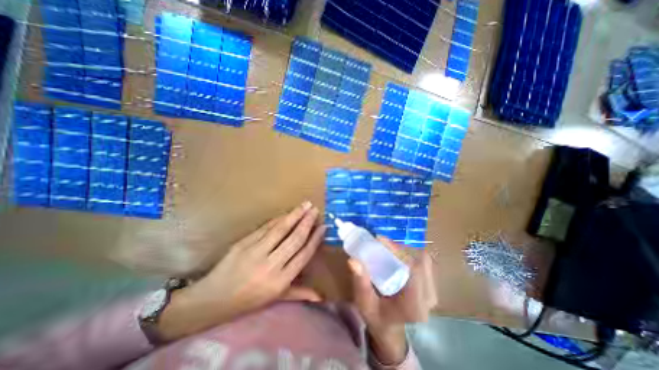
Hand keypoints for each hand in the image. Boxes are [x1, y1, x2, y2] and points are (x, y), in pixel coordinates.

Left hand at [158, 202, 325, 340]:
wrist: (212, 299)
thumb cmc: (248, 300)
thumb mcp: (275, 299)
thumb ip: (298, 293)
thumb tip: (320, 297)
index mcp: (280, 281)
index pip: (304, 254)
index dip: (315, 239)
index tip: (323, 227)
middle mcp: (271, 265)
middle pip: (294, 239)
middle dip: (307, 222)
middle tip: (315, 210)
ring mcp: (256, 252)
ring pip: (281, 230)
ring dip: (295, 215)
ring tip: (305, 205)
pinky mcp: (244, 243)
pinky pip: (265, 228)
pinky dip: (278, 219)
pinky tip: (286, 213)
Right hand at [350, 236, 435, 364]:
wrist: (389, 328)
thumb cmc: (376, 316)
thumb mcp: (364, 303)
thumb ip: (361, 283)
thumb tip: (353, 260)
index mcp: (413, 306)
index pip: (414, 270)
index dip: (399, 251)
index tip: (380, 239)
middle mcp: (428, 299)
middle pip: (422, 262)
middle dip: (401, 248)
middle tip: (382, 243)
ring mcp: (433, 292)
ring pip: (425, 260)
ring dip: (406, 250)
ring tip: (388, 248)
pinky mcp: (431, 286)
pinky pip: (424, 263)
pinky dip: (410, 254)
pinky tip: (396, 255)